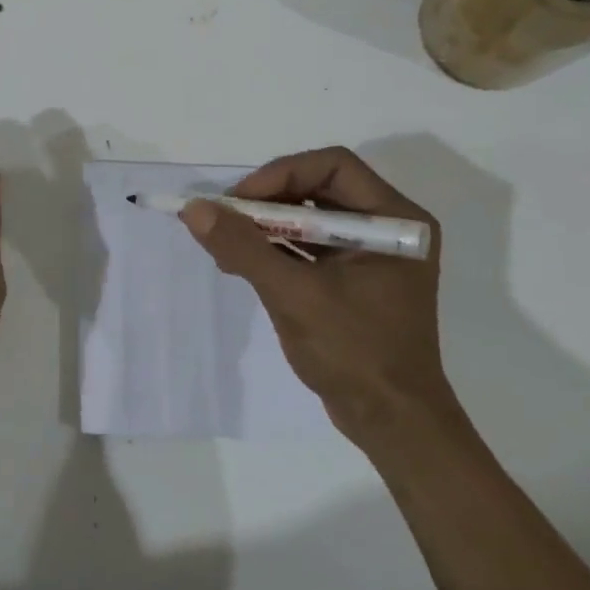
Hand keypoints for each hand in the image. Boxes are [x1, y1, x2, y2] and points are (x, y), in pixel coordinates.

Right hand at [180, 146, 457, 448]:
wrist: (391, 422)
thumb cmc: (354, 353)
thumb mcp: (294, 295)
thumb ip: (244, 248)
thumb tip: (194, 209)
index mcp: (395, 220)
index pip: (333, 166)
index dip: (281, 175)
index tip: (239, 202)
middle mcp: (389, 228)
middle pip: (318, 189)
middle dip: (267, 202)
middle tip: (225, 220)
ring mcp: (371, 255)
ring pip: (310, 219)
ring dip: (266, 227)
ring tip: (224, 245)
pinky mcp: (353, 280)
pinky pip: (310, 248)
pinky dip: (276, 250)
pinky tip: (241, 264)